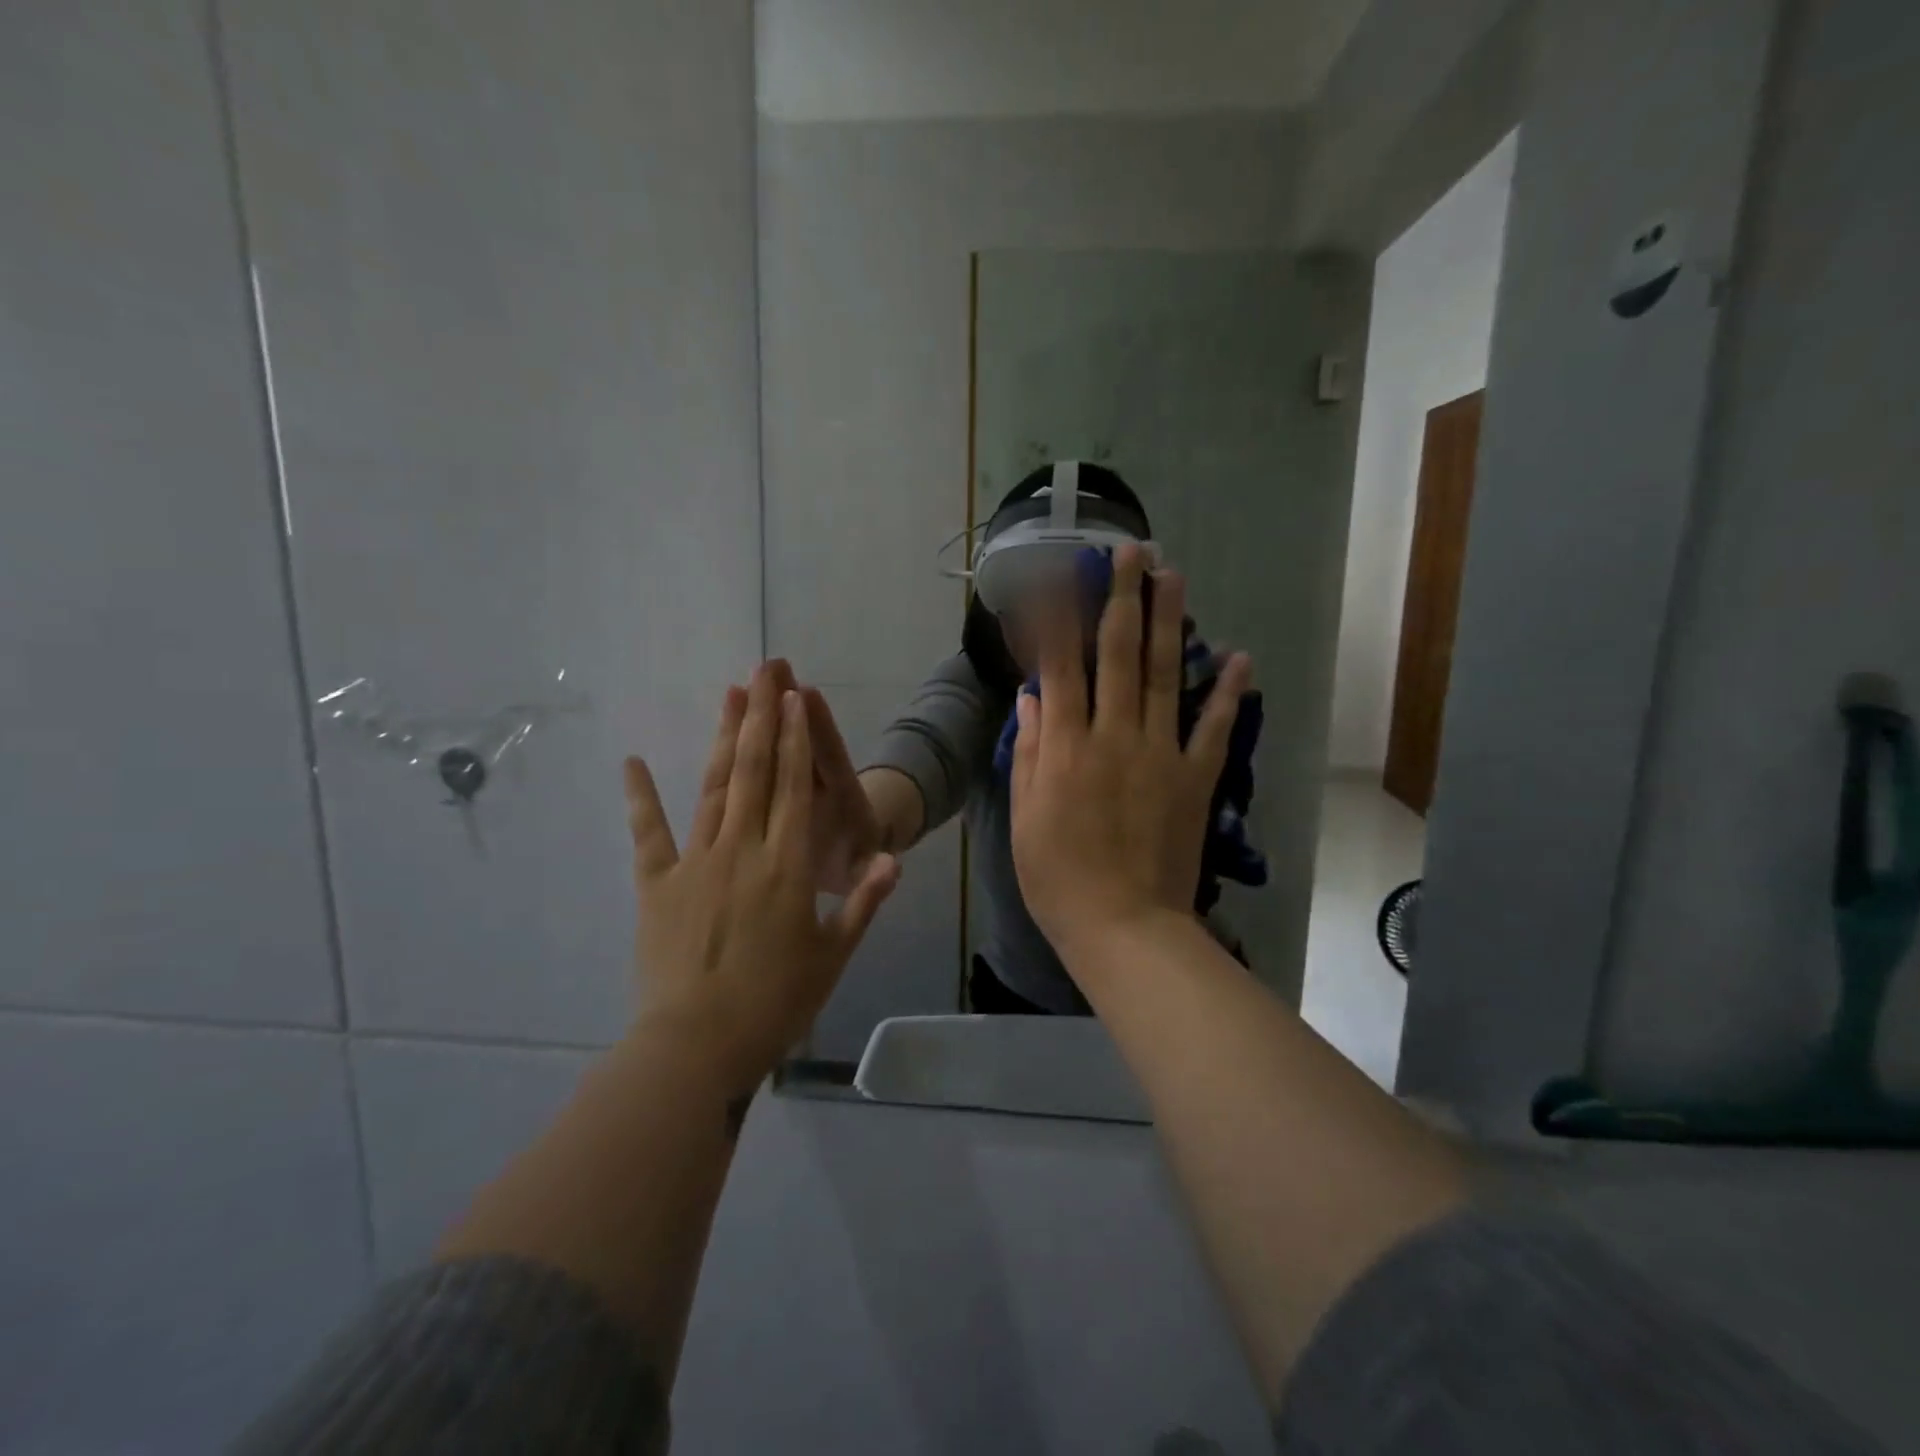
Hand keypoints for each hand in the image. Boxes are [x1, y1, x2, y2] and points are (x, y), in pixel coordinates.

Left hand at [623, 665, 899, 1091]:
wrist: (697, 1046)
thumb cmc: (775, 1003)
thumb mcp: (832, 956)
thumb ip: (863, 903)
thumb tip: (891, 858)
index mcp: (788, 865)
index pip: (794, 787)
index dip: (795, 738)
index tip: (795, 696)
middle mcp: (743, 849)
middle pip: (754, 771)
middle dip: (761, 717)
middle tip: (765, 670)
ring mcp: (695, 862)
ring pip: (713, 788)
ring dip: (722, 739)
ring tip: (729, 695)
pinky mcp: (656, 884)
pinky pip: (648, 833)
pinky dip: (640, 797)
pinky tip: (634, 761)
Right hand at [1008, 544, 1250, 962]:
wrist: (1124, 926)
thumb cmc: (1059, 877)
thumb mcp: (1025, 817)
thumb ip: (1031, 751)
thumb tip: (1032, 696)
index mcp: (1067, 746)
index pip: (1060, 666)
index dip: (1058, 616)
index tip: (1059, 574)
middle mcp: (1114, 736)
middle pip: (1117, 654)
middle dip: (1121, 597)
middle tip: (1131, 552)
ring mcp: (1160, 754)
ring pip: (1163, 676)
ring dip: (1169, 622)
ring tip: (1173, 576)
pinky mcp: (1195, 778)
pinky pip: (1214, 728)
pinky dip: (1227, 692)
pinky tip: (1238, 657)